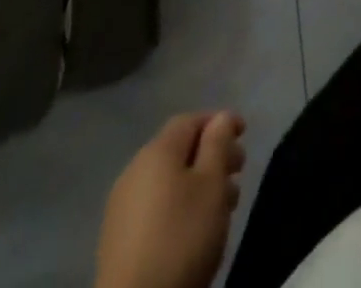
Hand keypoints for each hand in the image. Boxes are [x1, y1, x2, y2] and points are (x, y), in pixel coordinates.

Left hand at [94, 111, 246, 287]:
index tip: (244, 135)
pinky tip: (194, 231)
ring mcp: (121, 208)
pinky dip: (179, 207)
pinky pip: (155, 208)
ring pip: (169, 182)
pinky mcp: (116, 241)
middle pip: (179, 151)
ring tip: (223, 207)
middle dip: (212, 156)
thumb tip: (221, 117)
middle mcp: (134, 171)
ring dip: (198, 185)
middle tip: (238, 174)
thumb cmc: (182, 237)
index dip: (220, 122)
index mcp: (157, 151)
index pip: (191, 120)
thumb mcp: (212, 183)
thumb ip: (219, 143)